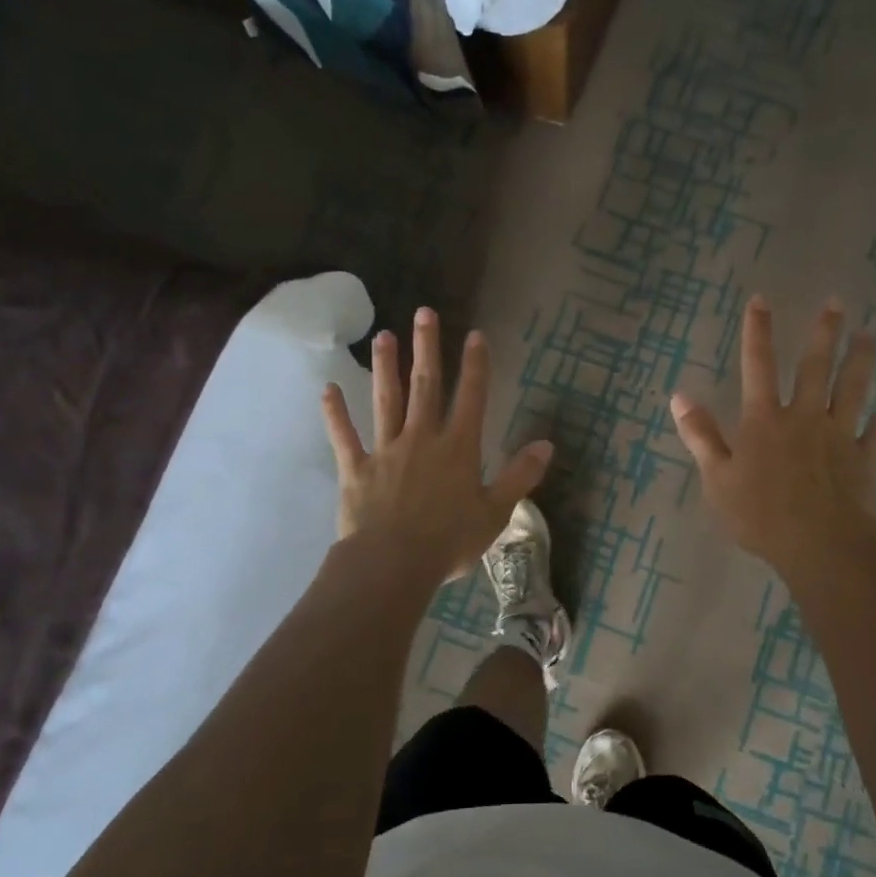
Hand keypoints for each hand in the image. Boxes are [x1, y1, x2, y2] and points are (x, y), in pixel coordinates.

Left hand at [321, 307, 552, 583]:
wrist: (393, 564)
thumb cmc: (450, 540)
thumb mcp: (496, 512)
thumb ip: (521, 476)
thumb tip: (547, 445)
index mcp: (458, 448)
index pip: (471, 397)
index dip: (475, 365)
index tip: (475, 335)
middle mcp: (422, 438)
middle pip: (425, 386)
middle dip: (426, 348)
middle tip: (423, 313)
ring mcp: (385, 450)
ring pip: (386, 401)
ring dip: (385, 368)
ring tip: (383, 337)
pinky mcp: (356, 469)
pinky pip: (344, 436)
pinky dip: (336, 413)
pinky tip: (328, 389)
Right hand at [670, 296, 875, 573]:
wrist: (820, 546)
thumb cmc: (761, 516)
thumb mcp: (717, 479)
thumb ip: (701, 436)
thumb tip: (680, 396)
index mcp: (764, 421)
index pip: (757, 367)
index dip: (758, 332)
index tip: (761, 299)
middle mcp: (803, 418)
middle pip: (814, 367)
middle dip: (823, 333)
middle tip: (835, 303)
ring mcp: (838, 435)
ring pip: (851, 388)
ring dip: (860, 358)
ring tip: (868, 333)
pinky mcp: (865, 457)